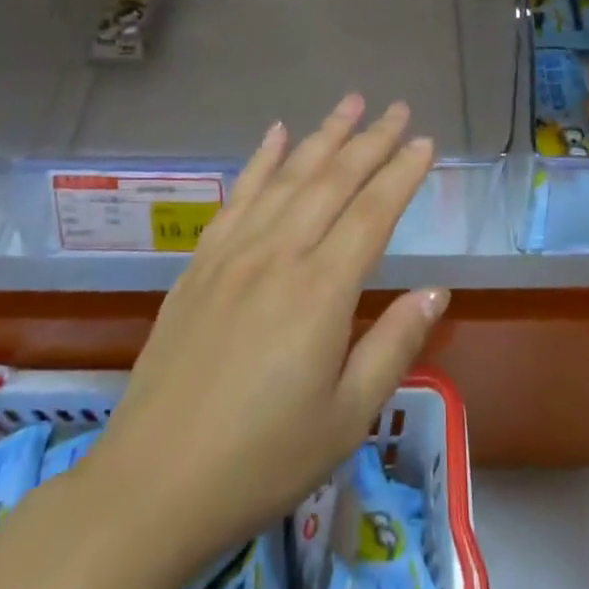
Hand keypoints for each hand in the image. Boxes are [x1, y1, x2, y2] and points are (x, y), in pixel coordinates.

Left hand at [91, 95, 446, 571]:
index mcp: (321, 292)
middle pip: (332, 181)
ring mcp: (233, 254)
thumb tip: (435, 290)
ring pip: (287, 177)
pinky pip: (236, 197)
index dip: (402, 174)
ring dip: (322, 136)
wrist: (152, 485)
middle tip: (399, 109)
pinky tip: (276, 134)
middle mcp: (278, 255)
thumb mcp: (346, 418)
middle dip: (370, 141)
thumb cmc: (262, 461)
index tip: (426, 143)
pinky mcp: (200, 264)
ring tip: (350, 103)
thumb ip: (394, 345)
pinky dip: (260, 161)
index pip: (373, 213)